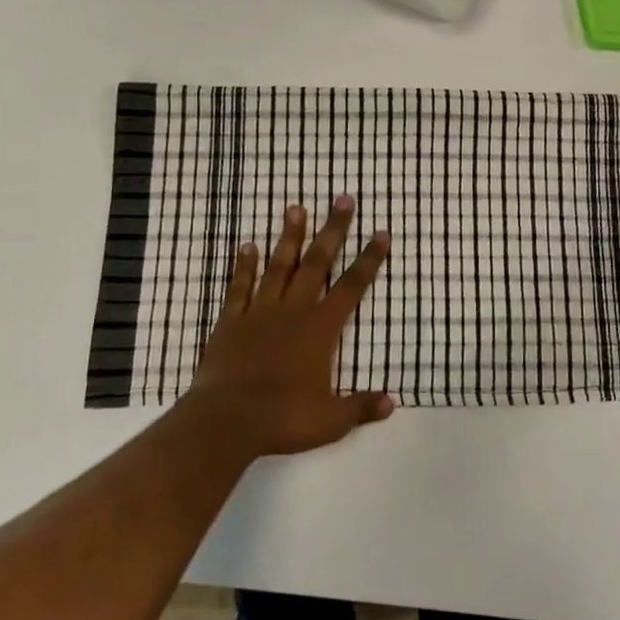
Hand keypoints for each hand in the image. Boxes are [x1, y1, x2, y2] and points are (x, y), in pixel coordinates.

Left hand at [183, 195, 394, 458]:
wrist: (226, 420)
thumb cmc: (283, 418)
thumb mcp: (330, 420)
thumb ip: (361, 407)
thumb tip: (393, 402)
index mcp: (320, 329)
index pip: (352, 287)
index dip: (369, 260)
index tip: (381, 233)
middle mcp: (293, 311)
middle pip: (317, 263)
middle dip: (333, 230)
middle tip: (342, 198)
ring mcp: (260, 312)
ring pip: (279, 266)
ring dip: (289, 237)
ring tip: (296, 207)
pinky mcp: (231, 321)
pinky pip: (240, 287)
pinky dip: (244, 266)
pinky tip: (247, 246)